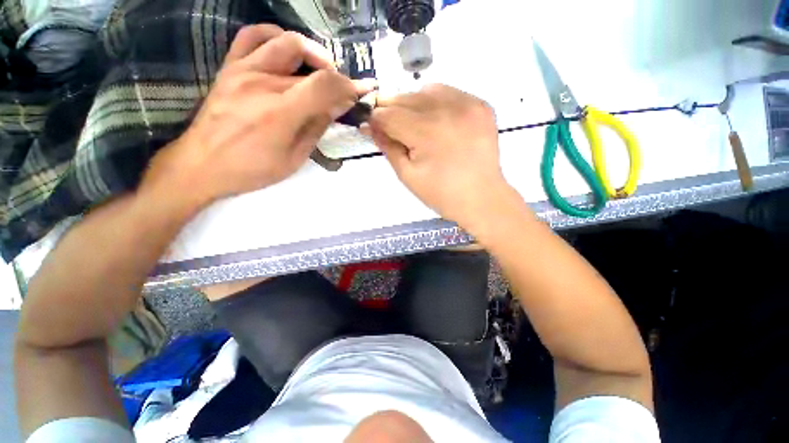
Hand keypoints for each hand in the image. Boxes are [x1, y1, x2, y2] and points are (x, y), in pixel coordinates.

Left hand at [142, 25, 374, 208]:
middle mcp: (263, 83)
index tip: (361, 91)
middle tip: (342, 94)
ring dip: (313, 53)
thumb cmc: (252, 169)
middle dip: (335, 79)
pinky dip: (276, 37)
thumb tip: (338, 106)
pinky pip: (253, 36)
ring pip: (288, 43)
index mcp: (281, 113)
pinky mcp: (230, 67)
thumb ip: (316, 128)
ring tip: (321, 70)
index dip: (349, 86)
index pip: (325, 85)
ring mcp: (244, 70)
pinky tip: (288, 51)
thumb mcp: (294, 158)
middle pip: (312, 68)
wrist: (202, 164)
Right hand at [365, 84, 515, 229]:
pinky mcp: (481, 105)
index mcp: (427, 132)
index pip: (388, 114)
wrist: (482, 198)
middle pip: (405, 98)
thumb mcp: (407, 175)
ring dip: (413, 104)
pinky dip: (436, 102)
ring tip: (415, 124)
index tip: (374, 128)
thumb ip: (387, 147)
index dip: (377, 120)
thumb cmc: (441, 194)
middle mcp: (447, 109)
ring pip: (426, 90)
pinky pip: (449, 93)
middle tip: (392, 127)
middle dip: (392, 110)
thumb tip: (369, 126)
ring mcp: (468, 104)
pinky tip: (437, 121)